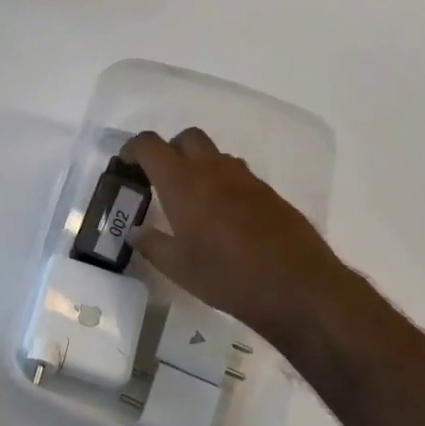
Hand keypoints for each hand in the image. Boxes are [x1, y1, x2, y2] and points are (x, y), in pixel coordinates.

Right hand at [120, 127, 349, 342]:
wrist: (299, 287)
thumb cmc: (228, 277)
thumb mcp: (178, 268)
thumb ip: (151, 244)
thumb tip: (134, 232)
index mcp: (183, 183)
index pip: (150, 145)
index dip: (132, 149)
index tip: (125, 166)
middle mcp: (213, 170)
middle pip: (186, 138)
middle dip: (169, 150)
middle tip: (160, 180)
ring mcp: (245, 179)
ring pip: (214, 154)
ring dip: (197, 165)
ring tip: (192, 200)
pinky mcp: (269, 193)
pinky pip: (237, 174)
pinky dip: (222, 182)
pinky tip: (223, 217)